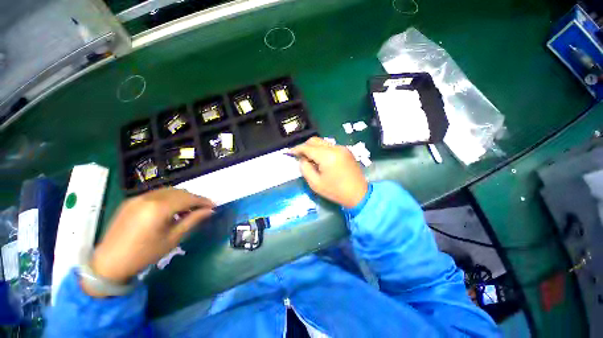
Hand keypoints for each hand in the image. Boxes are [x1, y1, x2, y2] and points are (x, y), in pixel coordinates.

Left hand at [85, 188, 214, 294]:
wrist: (108, 263)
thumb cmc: (144, 254)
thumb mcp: (172, 239)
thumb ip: (192, 221)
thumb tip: (210, 211)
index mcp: (159, 208)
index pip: (188, 198)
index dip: (203, 201)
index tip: (213, 205)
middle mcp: (149, 197)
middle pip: (180, 192)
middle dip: (194, 199)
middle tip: (202, 209)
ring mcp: (138, 197)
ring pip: (168, 191)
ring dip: (182, 197)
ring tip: (187, 210)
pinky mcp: (131, 201)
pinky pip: (156, 194)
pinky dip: (169, 198)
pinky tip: (170, 210)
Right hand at [290, 137, 367, 207]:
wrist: (358, 194)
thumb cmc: (335, 191)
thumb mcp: (315, 184)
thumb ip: (305, 169)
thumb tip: (302, 159)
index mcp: (327, 156)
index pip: (308, 147)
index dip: (297, 149)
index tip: (289, 152)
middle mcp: (335, 148)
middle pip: (315, 140)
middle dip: (304, 146)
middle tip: (299, 155)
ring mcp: (342, 148)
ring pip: (322, 142)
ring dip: (313, 148)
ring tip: (309, 158)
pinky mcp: (346, 150)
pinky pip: (330, 146)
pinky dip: (322, 150)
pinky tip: (320, 159)